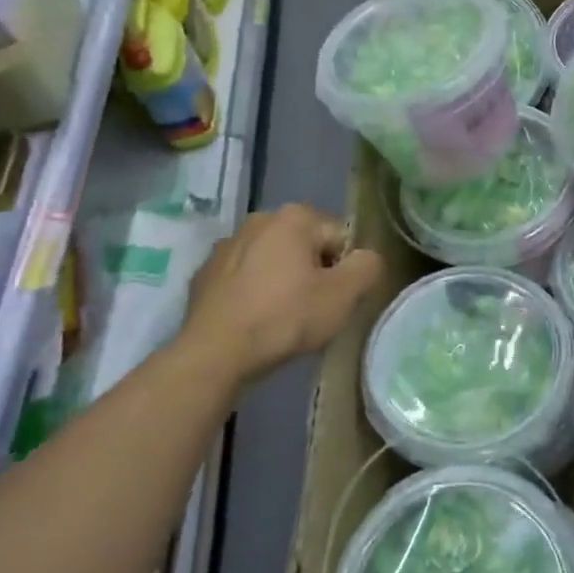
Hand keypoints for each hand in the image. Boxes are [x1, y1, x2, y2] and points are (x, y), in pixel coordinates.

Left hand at [176, 205, 383, 383]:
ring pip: (274, 261)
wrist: (213, 355)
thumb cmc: (284, 318)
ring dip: (283, 281)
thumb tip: (367, 258)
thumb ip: (368, 267)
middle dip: (314, 273)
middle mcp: (259, 220)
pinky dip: (254, 293)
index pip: (340, 238)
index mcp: (294, 217)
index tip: (334, 299)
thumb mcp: (343, 295)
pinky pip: (245, 278)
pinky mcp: (205, 273)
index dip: (345, 270)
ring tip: (282, 319)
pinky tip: (254, 321)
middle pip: (307, 246)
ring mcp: (227, 245)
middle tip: (312, 310)